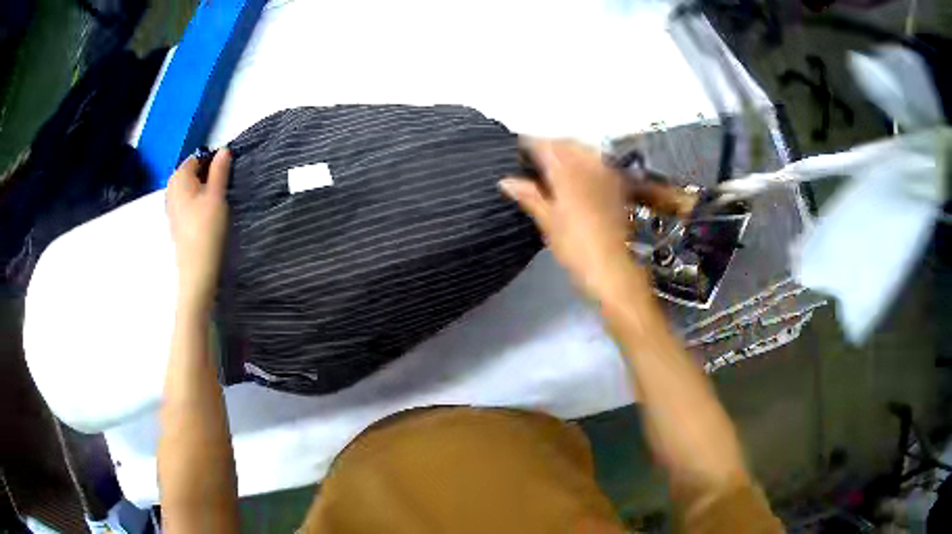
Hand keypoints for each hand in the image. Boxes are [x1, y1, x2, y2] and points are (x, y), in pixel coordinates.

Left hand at [166, 150, 231, 310]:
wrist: (196, 270)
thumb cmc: (207, 229)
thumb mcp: (217, 196)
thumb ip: (220, 170)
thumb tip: (224, 150)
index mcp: (179, 177)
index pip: (197, 157)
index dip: (213, 161)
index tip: (227, 173)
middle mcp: (170, 188)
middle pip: (191, 172)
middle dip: (207, 175)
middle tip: (223, 188)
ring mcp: (171, 205)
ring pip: (190, 187)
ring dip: (203, 189)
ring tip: (217, 201)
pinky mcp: (175, 220)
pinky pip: (187, 200)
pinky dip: (197, 201)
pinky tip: (207, 214)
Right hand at [500, 139, 647, 299]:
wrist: (612, 267)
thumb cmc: (575, 247)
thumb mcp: (548, 222)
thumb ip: (529, 196)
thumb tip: (505, 180)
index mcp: (567, 172)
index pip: (544, 146)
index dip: (528, 143)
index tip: (516, 148)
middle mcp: (588, 165)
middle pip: (566, 143)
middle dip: (549, 145)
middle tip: (533, 156)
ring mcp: (606, 173)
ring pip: (584, 149)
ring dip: (567, 150)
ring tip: (553, 163)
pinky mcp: (617, 184)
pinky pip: (598, 161)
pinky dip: (584, 160)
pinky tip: (577, 172)